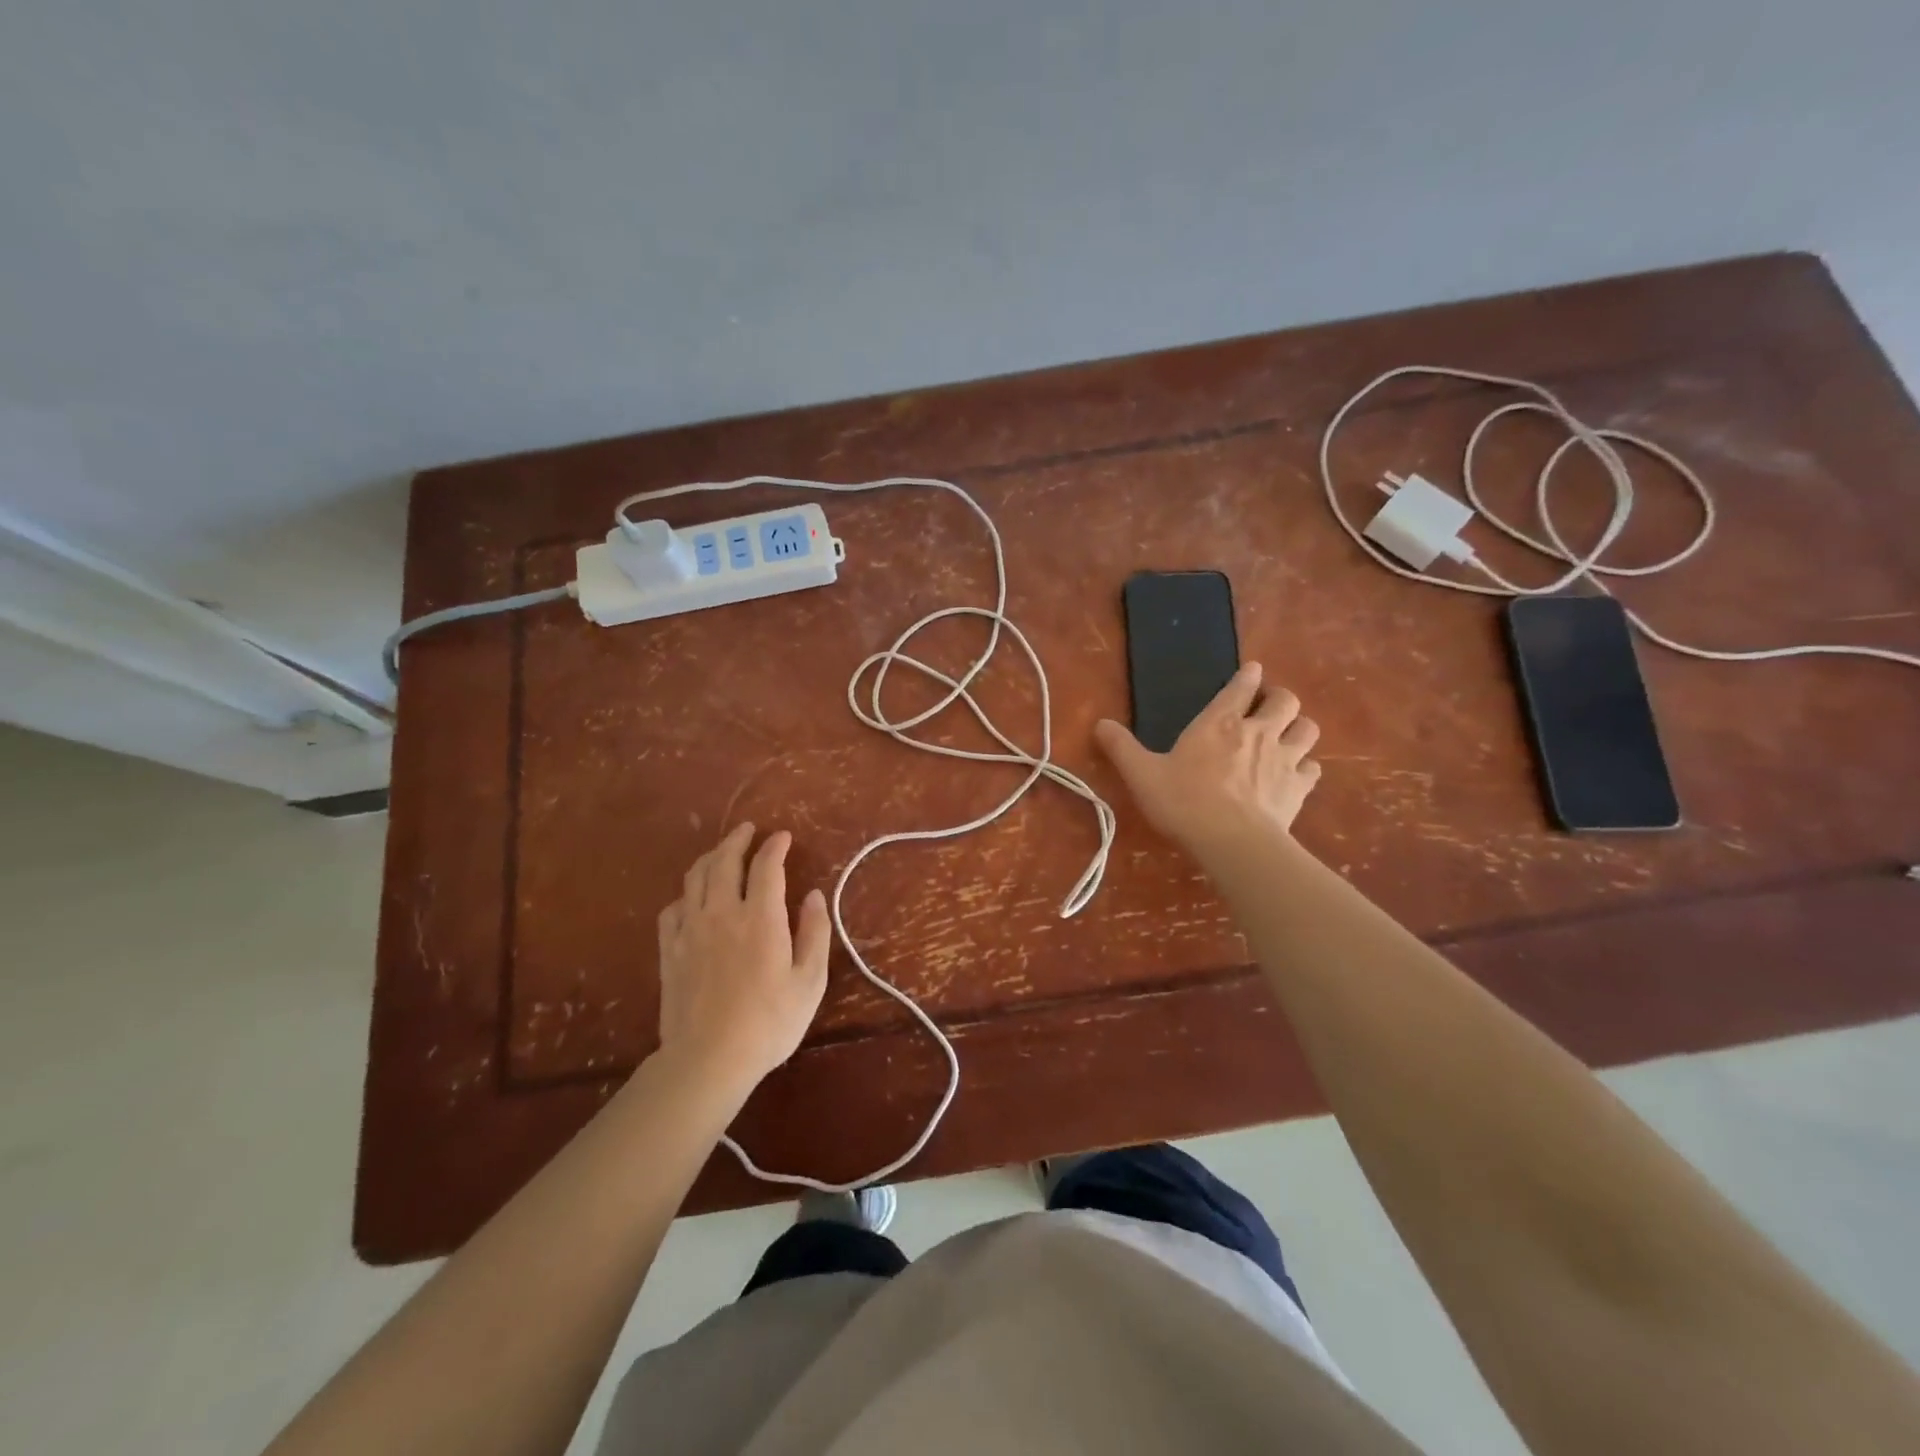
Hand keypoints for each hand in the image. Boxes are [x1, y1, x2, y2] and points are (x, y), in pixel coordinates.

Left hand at [655, 823, 831, 1089]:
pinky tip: (693, 898)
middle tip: (749, 830)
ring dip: (711, 857)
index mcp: (760, 917)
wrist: (708, 1059)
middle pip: (725, 861)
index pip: (766, 866)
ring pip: (696, 878)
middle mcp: (722, 912)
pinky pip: (673, 907)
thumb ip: (815, 933)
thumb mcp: (809, 981)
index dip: (775, 846)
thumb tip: (814, 895)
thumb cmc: (769, 1022)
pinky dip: (687, 893)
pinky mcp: (670, 950)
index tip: (783, 837)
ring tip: (722, 852)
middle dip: (738, 839)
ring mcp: (691, 929)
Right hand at [1094, 662, 1321, 856]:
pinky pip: (1312, 767)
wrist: (1232, 841)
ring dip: (1298, 727)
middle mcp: (1258, 732)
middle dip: (1279, 698)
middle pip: (1286, 700)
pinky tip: (1295, 775)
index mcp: (1220, 722)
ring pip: (1307, 728)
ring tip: (1287, 736)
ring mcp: (1285, 759)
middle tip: (1268, 707)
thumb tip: (1099, 724)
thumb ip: (1121, 747)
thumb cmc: (1184, 802)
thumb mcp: (1142, 774)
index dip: (1248, 675)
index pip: (1242, 685)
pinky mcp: (1299, 788)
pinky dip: (1306, 766)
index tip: (1251, 672)